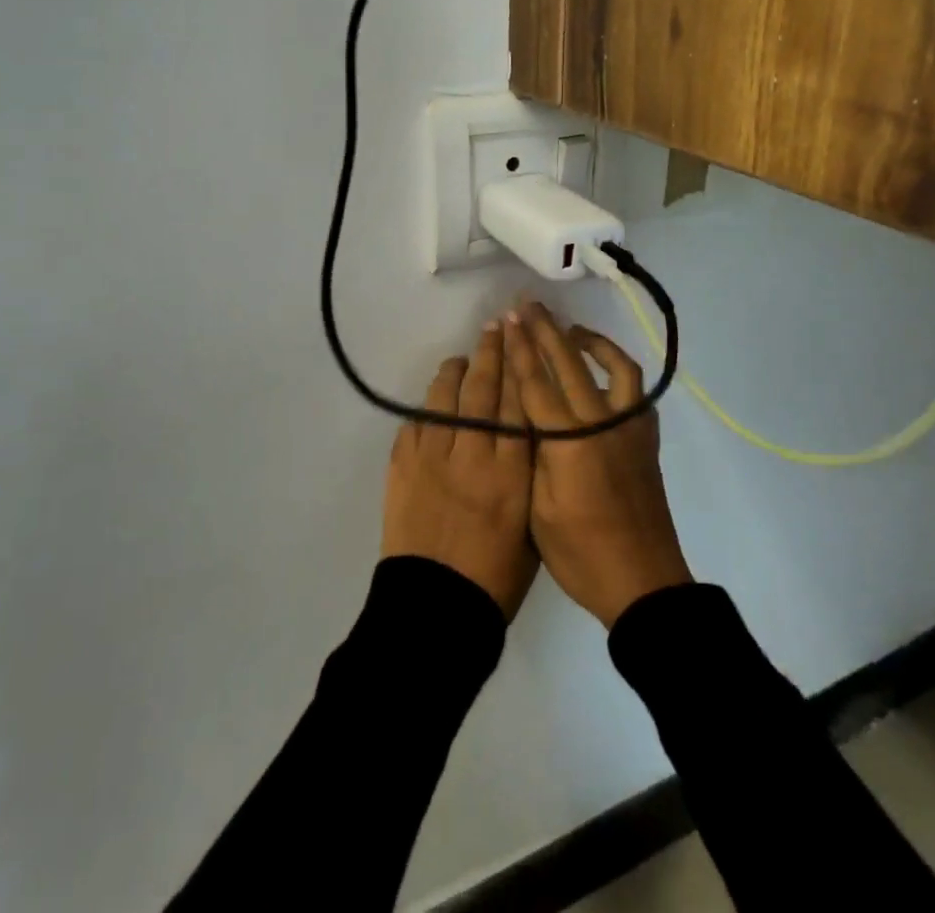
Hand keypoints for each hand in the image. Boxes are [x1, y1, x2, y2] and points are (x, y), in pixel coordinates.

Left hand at [380, 321, 537, 619]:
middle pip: (484, 391)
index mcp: (512, 473)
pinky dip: (427, 406)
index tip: (523, 340)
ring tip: (463, 358)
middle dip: (492, 354)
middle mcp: (473, 454)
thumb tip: (527, 439)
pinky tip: (436, 397)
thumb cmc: (495, 579)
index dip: (520, 368)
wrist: (435, 607)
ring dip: (456, 373)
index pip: (518, 405)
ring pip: (446, 399)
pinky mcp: (402, 466)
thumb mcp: (532, 527)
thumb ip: (531, 477)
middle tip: (495, 327)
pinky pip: (416, 423)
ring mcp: (433, 458)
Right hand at [505, 301, 691, 628]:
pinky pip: (635, 390)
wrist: (643, 583)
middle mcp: (602, 422)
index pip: (537, 382)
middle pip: (570, 363)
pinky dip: (618, 370)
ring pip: (614, 367)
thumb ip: (532, 455)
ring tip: (572, 330)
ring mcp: (630, 427)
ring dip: (592, 342)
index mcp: (570, 441)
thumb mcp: (538, 509)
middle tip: (529, 306)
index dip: (520, 348)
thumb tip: (524, 416)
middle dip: (546, 331)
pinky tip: (605, 371)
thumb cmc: (581, 554)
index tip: (508, 319)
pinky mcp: (646, 438)